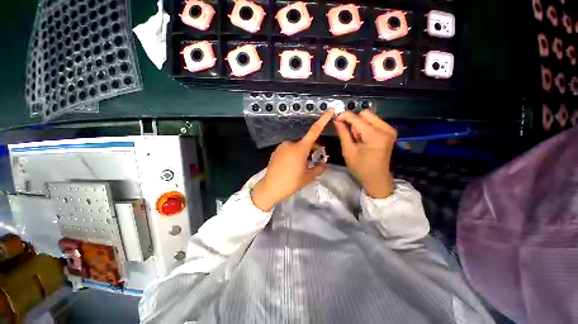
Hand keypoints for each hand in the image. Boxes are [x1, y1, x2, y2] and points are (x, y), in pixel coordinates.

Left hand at [251, 110, 334, 210]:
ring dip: (301, 152)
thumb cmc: (291, 183)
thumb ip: (318, 168)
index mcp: (300, 148)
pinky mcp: (276, 151)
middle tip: (311, 161)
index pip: (314, 131)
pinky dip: (292, 154)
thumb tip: (325, 164)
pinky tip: (289, 166)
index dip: (323, 120)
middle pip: (305, 142)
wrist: (270, 188)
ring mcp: (281, 146)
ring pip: (296, 146)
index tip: (330, 110)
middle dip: (311, 149)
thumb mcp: (308, 177)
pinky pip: (288, 149)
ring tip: (298, 166)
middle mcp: (290, 143)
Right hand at [334, 110, 396, 197]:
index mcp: (375, 135)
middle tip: (350, 136)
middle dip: (354, 122)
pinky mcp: (390, 132)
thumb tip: (337, 120)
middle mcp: (385, 128)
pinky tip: (364, 139)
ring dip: (360, 125)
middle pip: (365, 114)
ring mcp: (389, 129)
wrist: (376, 178)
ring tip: (358, 139)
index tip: (335, 120)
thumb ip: (343, 133)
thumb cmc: (360, 167)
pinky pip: (374, 122)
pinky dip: (366, 127)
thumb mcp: (348, 150)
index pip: (357, 118)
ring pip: (370, 117)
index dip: (344, 116)